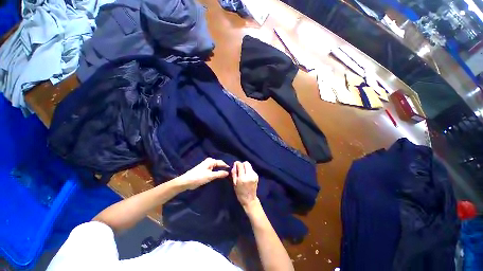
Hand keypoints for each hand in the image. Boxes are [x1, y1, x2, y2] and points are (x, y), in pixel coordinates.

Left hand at [177, 158, 228, 189]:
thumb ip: (220, 174)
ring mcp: (207, 166)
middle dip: (224, 169)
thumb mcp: (210, 176)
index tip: (232, 172)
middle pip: (219, 165)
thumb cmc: (198, 177)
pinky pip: (213, 170)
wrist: (186, 182)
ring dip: (220, 171)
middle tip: (230, 175)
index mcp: (211, 161)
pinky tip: (219, 177)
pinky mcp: (205, 170)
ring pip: (216, 168)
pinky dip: (216, 173)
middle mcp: (209, 161)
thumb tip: (228, 172)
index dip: (227, 167)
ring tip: (226, 176)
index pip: (222, 163)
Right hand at [232, 161, 258, 208]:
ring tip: (243, 174)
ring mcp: (254, 175)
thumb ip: (234, 173)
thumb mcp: (234, 183)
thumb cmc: (240, 192)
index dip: (237, 164)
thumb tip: (235, 164)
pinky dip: (248, 170)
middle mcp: (250, 175)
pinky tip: (247, 176)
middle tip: (239, 170)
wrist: (250, 199)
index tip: (235, 166)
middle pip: (246, 163)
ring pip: (249, 165)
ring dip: (245, 167)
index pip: (240, 165)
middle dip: (242, 164)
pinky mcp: (257, 175)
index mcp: (243, 178)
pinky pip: (251, 169)